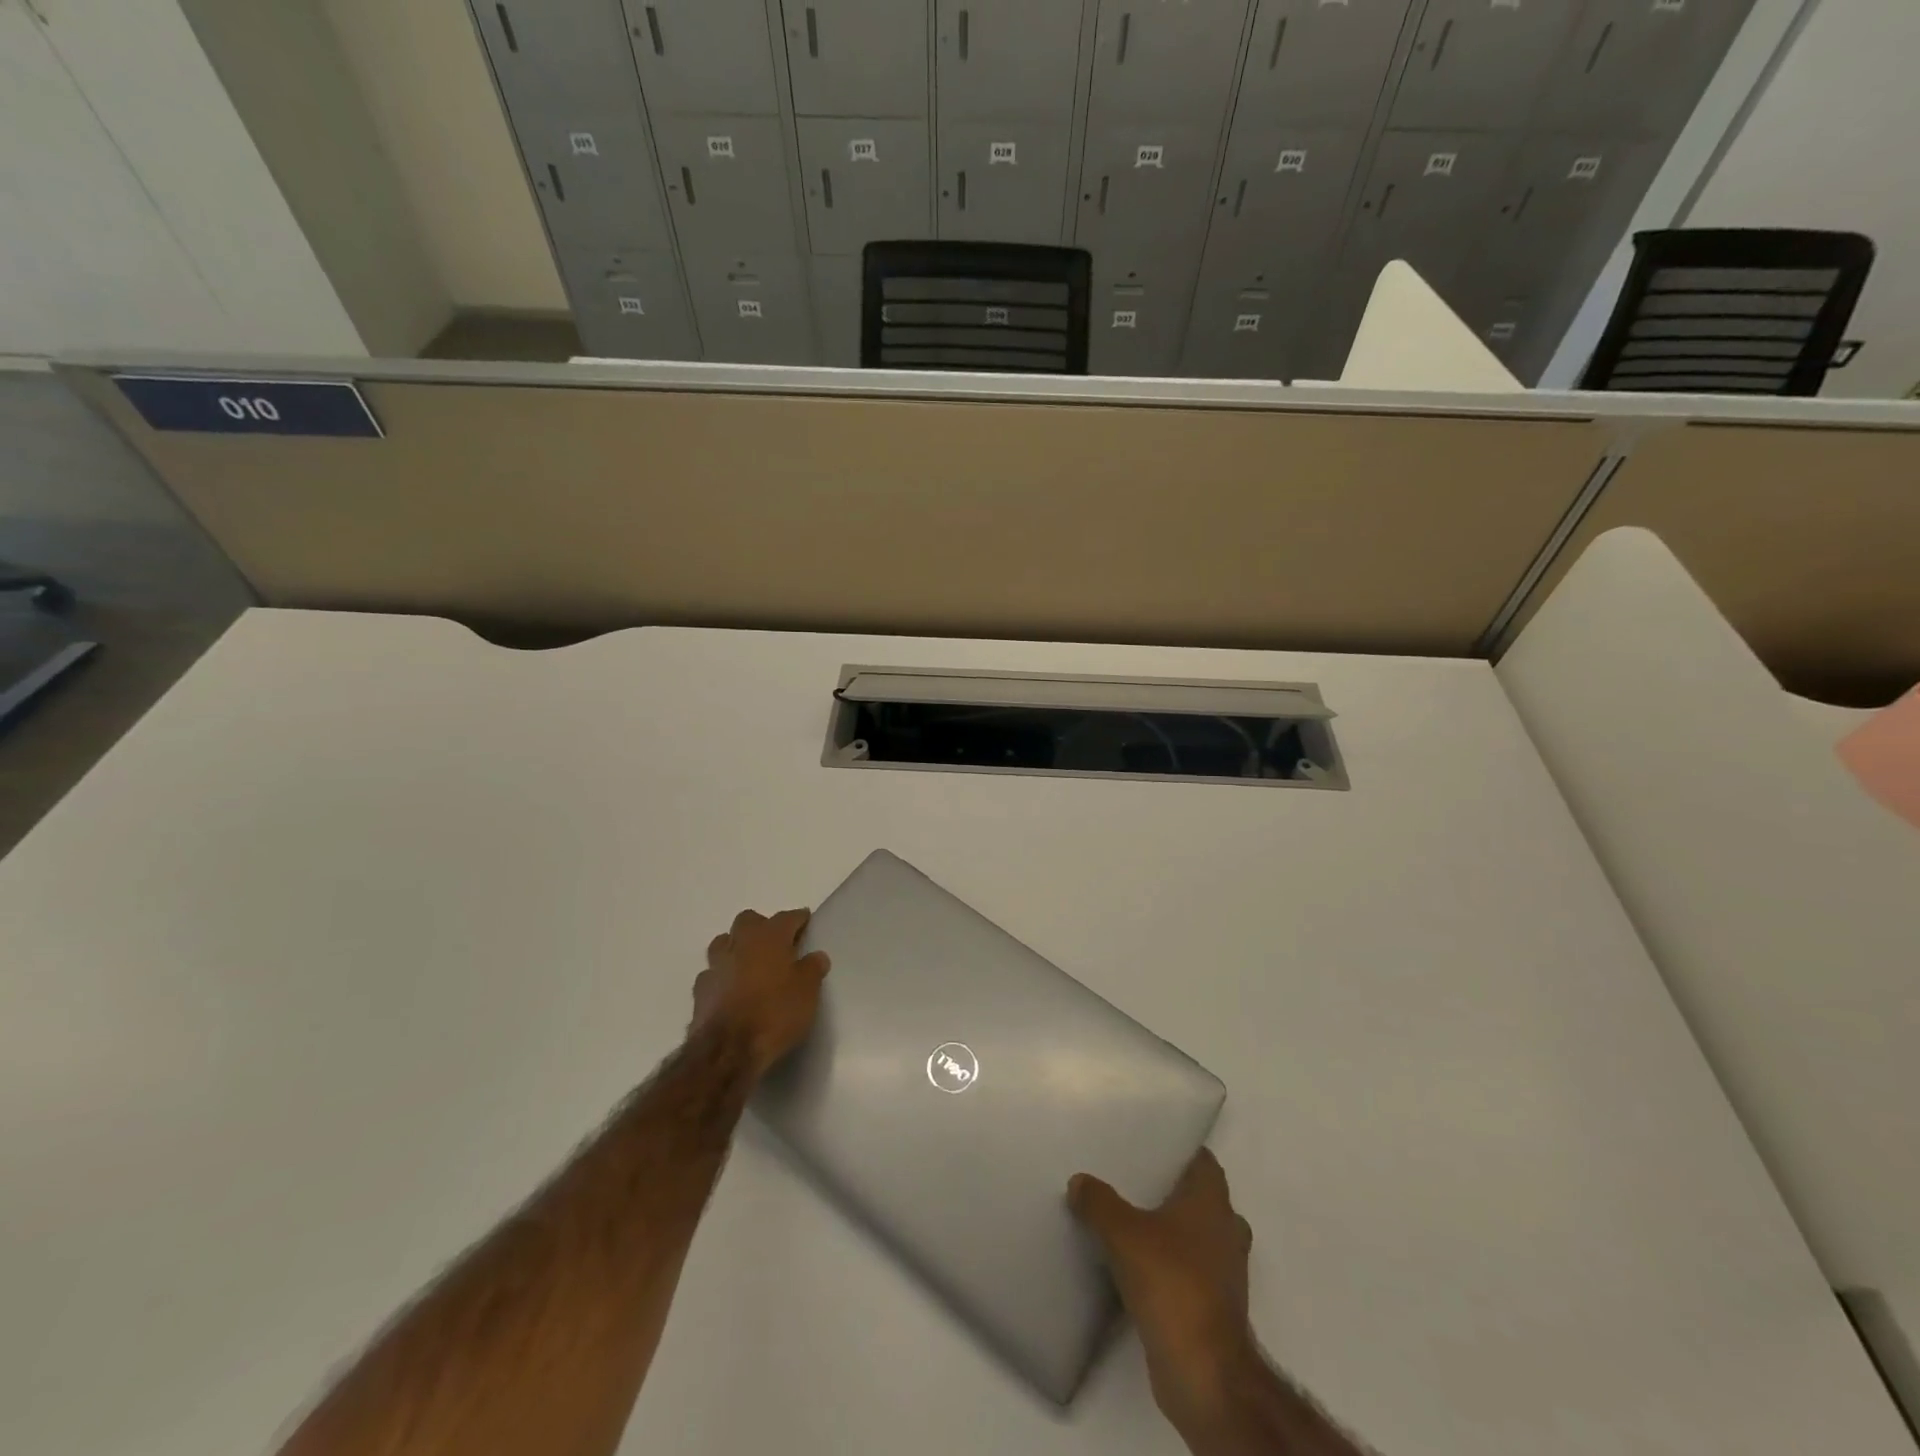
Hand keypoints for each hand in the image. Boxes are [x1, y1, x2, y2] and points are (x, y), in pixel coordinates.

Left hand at [690, 908, 830, 1076]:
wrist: (728, 1050)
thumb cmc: (775, 1012)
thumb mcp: (808, 992)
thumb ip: (812, 969)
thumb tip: (816, 956)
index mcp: (769, 936)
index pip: (787, 917)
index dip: (798, 919)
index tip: (806, 921)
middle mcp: (740, 943)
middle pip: (749, 921)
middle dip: (762, 927)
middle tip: (777, 943)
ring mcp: (716, 966)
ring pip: (724, 943)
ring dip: (737, 948)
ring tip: (751, 964)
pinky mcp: (700, 991)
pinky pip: (713, 973)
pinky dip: (723, 977)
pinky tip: (731, 990)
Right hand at [1069, 1149, 1256, 1431]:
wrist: (1204, 1372)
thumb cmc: (1172, 1283)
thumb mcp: (1124, 1233)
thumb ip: (1099, 1202)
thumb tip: (1079, 1181)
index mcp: (1213, 1202)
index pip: (1203, 1161)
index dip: (1179, 1150)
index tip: (1149, 1144)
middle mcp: (1226, 1230)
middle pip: (1199, 1198)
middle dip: (1168, 1190)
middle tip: (1129, 1180)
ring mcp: (1224, 1272)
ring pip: (1194, 1236)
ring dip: (1168, 1230)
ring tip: (1127, 1220)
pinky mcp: (1213, 1307)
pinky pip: (1188, 1271)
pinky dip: (1167, 1265)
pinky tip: (1134, 1265)